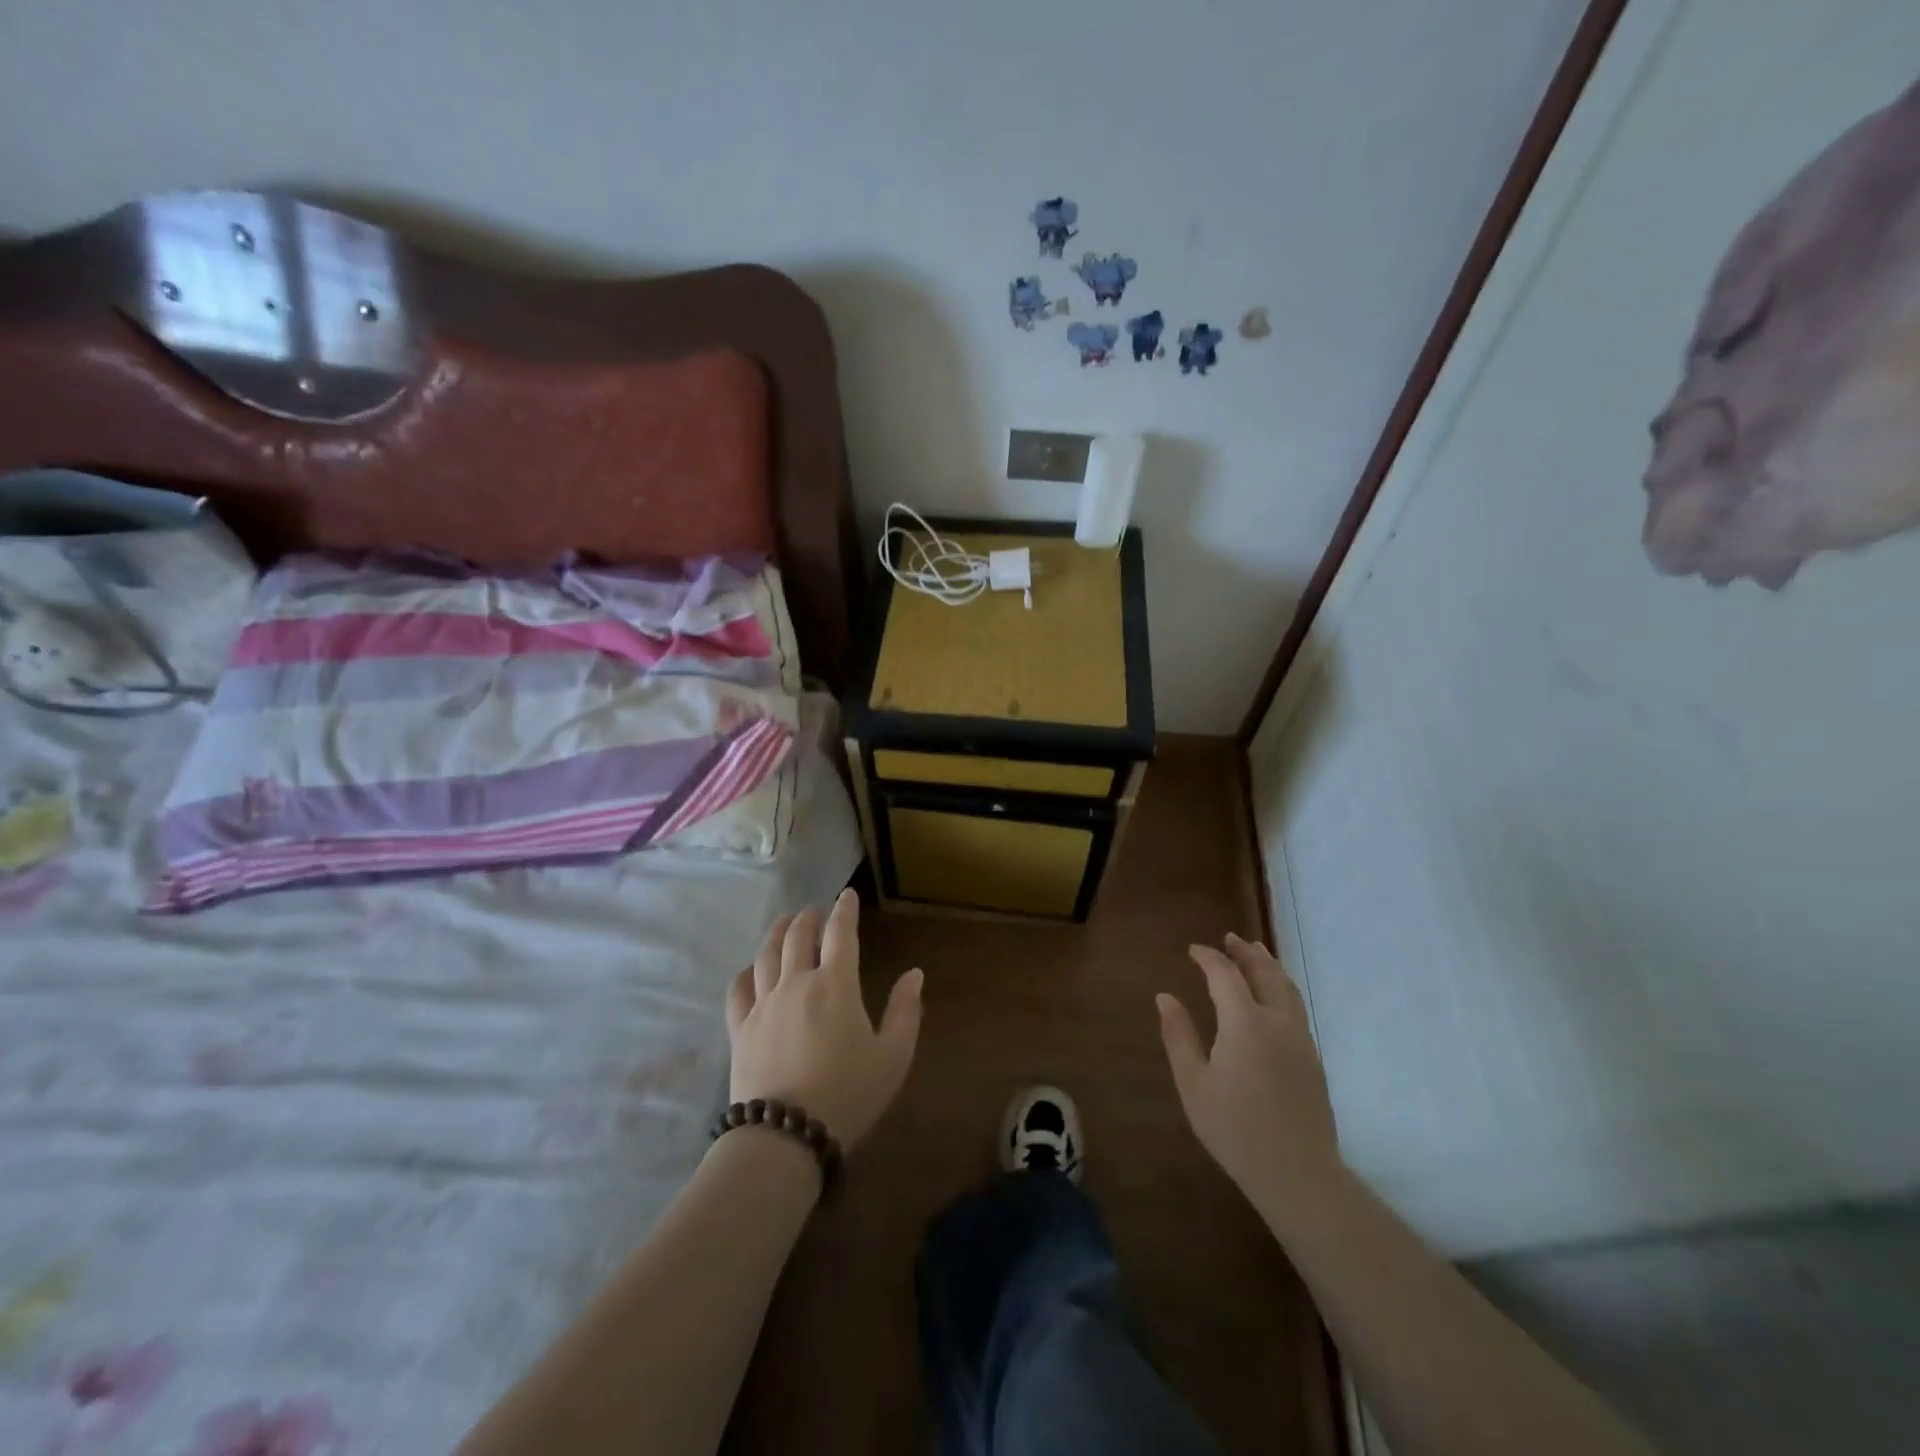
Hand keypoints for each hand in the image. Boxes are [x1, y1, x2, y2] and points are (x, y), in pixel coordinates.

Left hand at [726, 889, 922, 1150]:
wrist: (786, 1135)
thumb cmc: (849, 1094)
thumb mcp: (893, 1056)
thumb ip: (905, 1011)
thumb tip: (915, 974)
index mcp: (836, 985)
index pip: (841, 933)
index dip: (845, 910)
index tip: (847, 895)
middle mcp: (797, 983)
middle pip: (798, 937)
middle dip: (808, 918)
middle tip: (814, 911)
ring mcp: (764, 1004)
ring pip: (766, 955)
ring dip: (777, 933)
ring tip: (783, 922)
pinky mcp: (740, 1028)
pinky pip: (738, 990)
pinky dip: (745, 973)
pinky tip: (749, 970)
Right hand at [1157, 934, 1338, 1204]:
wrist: (1298, 1174)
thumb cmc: (1235, 1128)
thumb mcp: (1194, 1083)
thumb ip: (1179, 1035)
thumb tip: (1165, 997)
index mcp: (1244, 1022)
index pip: (1225, 974)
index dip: (1208, 957)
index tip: (1193, 950)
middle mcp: (1277, 1020)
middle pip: (1264, 972)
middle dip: (1246, 952)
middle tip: (1230, 939)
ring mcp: (1300, 1039)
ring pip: (1286, 987)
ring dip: (1268, 965)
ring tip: (1256, 953)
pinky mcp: (1313, 1058)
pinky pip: (1296, 1006)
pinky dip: (1281, 987)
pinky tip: (1273, 997)